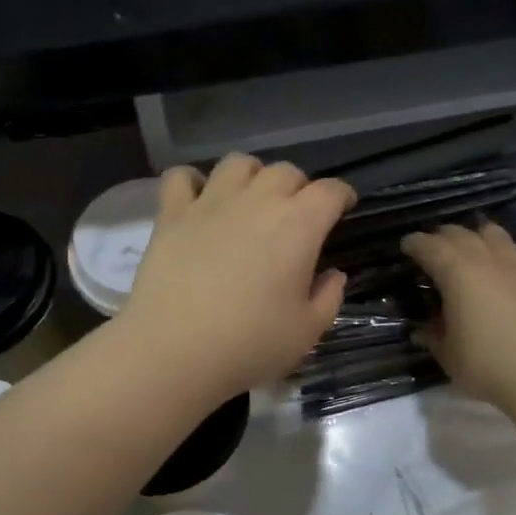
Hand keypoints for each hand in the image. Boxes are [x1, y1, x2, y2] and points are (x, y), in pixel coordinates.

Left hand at [119, 153, 355, 399]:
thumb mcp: (307, 332)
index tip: (344, 207)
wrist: (174, 351)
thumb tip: (333, 274)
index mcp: (298, 226)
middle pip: (286, 171)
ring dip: (252, 175)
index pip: (330, 191)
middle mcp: (257, 201)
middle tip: (296, 214)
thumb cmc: (250, 344)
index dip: (342, 195)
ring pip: (238, 163)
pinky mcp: (171, 214)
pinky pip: (181, 176)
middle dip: (298, 187)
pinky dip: (192, 182)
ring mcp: (210, 203)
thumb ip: (328, 297)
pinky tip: (198, 201)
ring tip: (250, 200)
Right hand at [400, 222, 515, 413]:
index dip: (415, 244)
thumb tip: (422, 330)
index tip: (407, 246)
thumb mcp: (450, 357)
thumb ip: (434, 338)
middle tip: (434, 249)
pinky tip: (511, 270)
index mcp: (458, 273)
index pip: (430, 246)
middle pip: (461, 233)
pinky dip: (511, 256)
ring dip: (478, 238)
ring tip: (473, 252)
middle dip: (443, 237)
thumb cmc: (490, 365)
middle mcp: (488, 259)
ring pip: (496, 234)